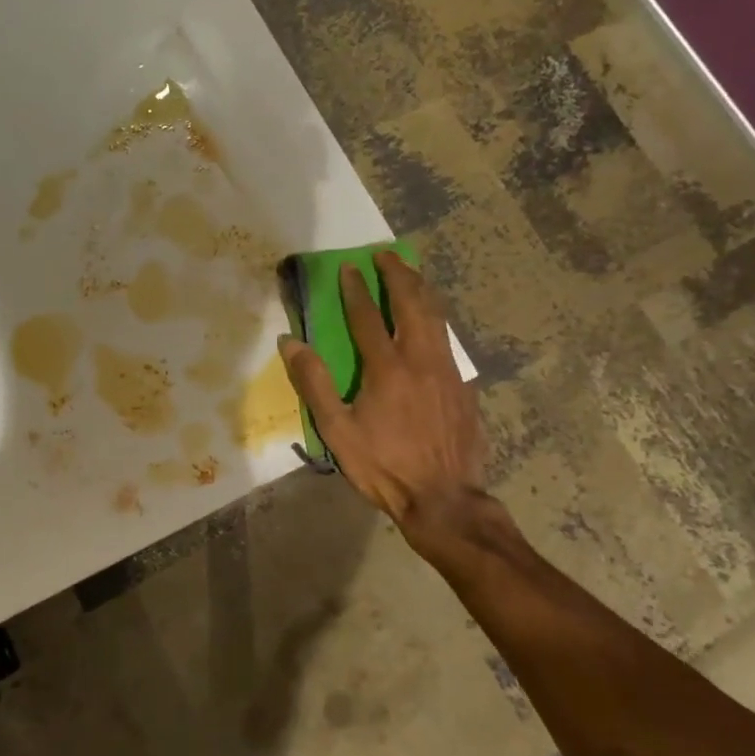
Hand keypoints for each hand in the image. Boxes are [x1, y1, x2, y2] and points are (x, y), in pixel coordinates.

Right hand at [279, 252, 488, 531]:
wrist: (444, 499)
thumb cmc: (384, 466)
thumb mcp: (338, 430)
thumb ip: (314, 383)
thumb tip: (290, 342)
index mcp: (387, 368)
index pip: (367, 317)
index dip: (356, 290)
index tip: (348, 267)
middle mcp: (421, 360)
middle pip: (412, 304)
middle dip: (398, 275)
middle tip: (385, 256)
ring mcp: (448, 372)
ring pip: (437, 318)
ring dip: (422, 290)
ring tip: (411, 274)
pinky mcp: (464, 388)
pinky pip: (450, 341)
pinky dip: (438, 320)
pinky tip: (434, 323)